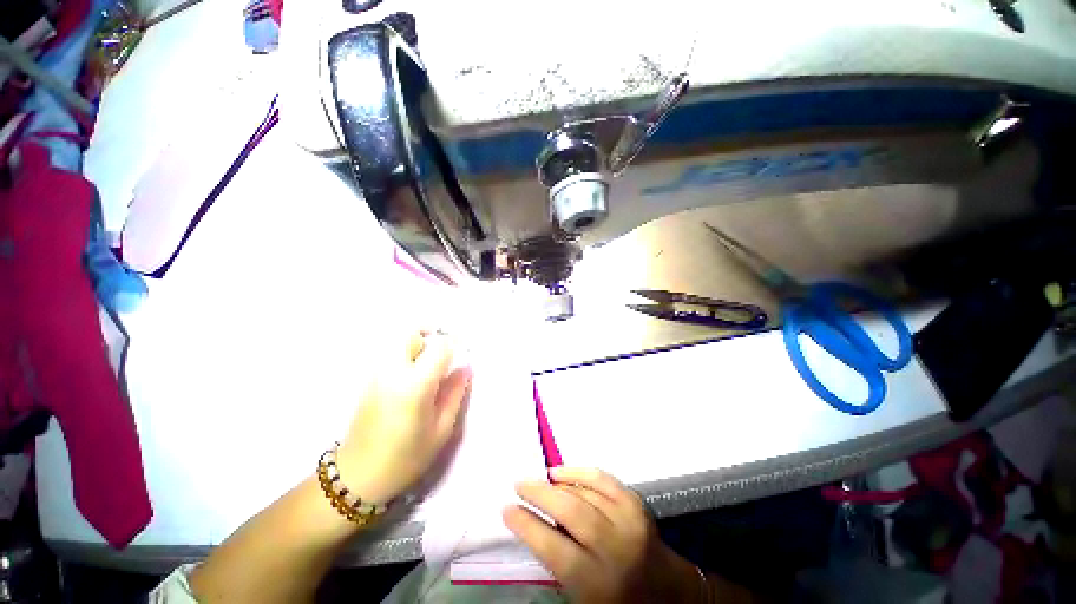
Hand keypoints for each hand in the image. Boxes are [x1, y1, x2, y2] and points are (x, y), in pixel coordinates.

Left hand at [336, 330, 470, 504]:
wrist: (357, 476)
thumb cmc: (406, 457)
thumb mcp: (441, 429)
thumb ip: (455, 394)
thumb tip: (465, 368)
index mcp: (415, 385)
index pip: (439, 348)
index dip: (454, 345)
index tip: (461, 354)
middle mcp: (393, 372)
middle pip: (410, 334)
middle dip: (429, 337)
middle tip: (441, 353)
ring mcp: (376, 374)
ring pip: (397, 342)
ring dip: (416, 344)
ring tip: (428, 364)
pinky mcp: (368, 380)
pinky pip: (389, 354)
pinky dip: (404, 354)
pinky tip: (411, 375)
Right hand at [504, 468, 701, 603]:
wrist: (666, 590)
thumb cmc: (616, 599)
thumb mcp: (582, 596)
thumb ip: (557, 563)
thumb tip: (532, 524)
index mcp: (597, 582)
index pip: (553, 547)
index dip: (526, 525)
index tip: (507, 509)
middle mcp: (614, 547)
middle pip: (570, 511)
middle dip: (539, 494)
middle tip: (519, 485)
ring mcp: (628, 519)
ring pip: (585, 492)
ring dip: (557, 483)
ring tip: (539, 480)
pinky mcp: (635, 502)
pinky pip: (602, 478)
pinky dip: (579, 472)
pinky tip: (562, 472)